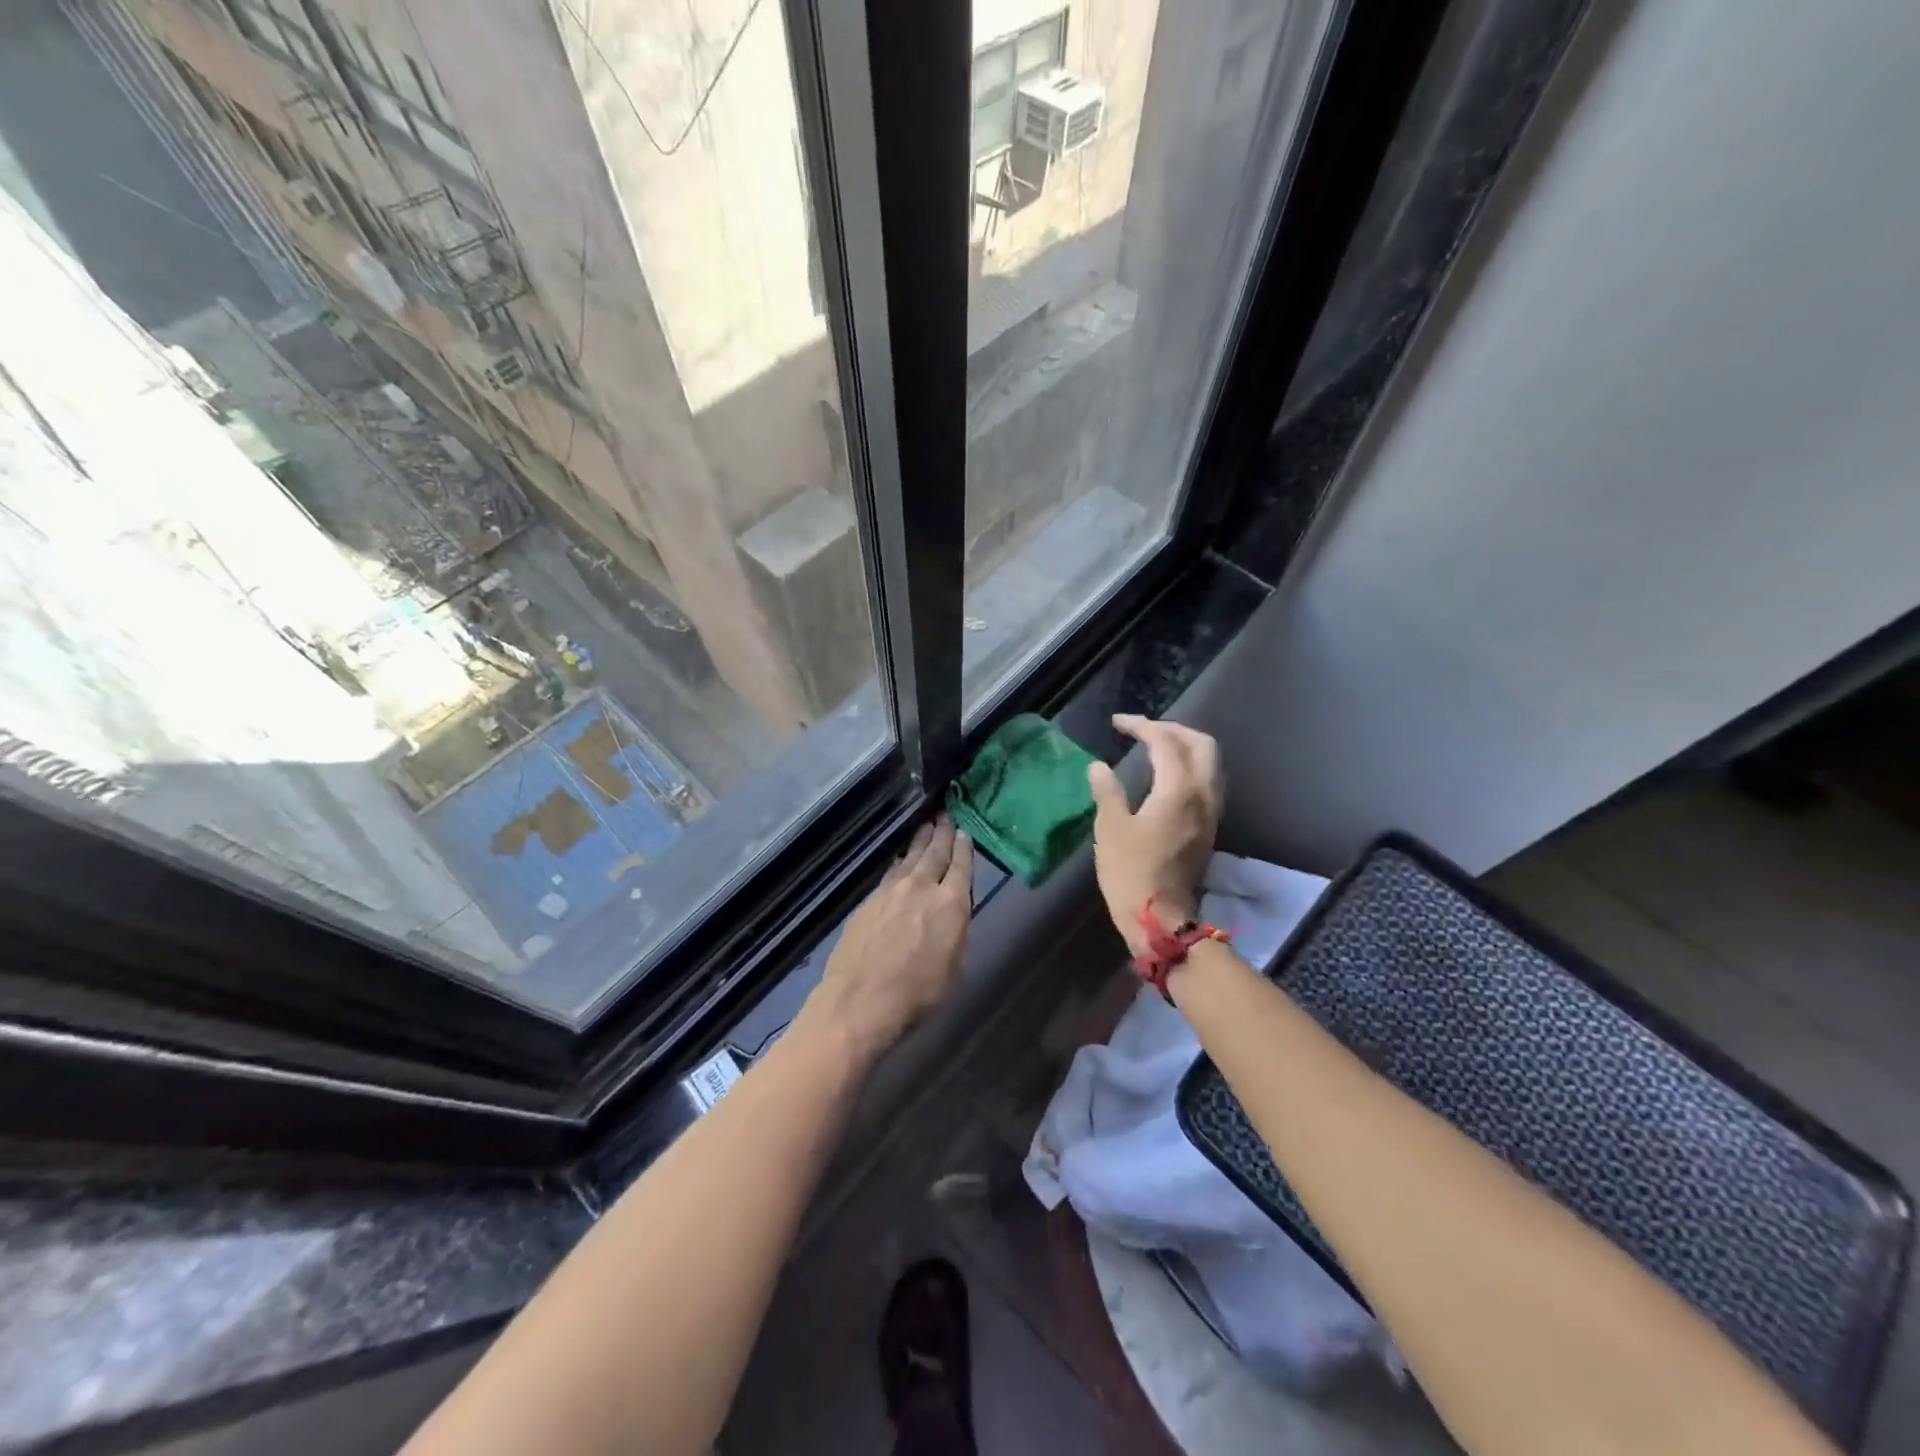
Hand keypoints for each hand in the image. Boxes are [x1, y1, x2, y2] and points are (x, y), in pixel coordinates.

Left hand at [800, 817, 973, 1061]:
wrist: (861, 1000)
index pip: (962, 865)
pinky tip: (901, 859)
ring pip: (911, 857)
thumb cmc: (918, 993)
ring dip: (921, 840)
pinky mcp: (869, 900)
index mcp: (951, 903)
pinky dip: (900, 861)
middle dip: (943, 832)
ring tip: (927, 825)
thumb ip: (957, 933)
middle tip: (946, 815)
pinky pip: (891, 871)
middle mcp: (922, 887)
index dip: (965, 847)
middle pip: (935, 852)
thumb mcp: (955, 967)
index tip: (965, 832)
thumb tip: (954, 914)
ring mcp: (892, 890)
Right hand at [1087, 715, 1221, 953]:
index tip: (1117, 724)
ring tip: (1154, 747)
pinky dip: (1190, 766)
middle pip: (1201, 744)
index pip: (1166, 741)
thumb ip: (1107, 791)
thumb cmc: (1131, 873)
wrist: (1161, 919)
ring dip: (1184, 746)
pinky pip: (1207, 780)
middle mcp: (1203, 794)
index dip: (1141, 726)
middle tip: (1142, 731)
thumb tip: (1098, 767)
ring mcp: (1211, 812)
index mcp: (1178, 790)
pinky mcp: (1209, 827)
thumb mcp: (1110, 829)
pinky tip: (1166, 775)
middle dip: (1172, 729)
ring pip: (1209, 762)